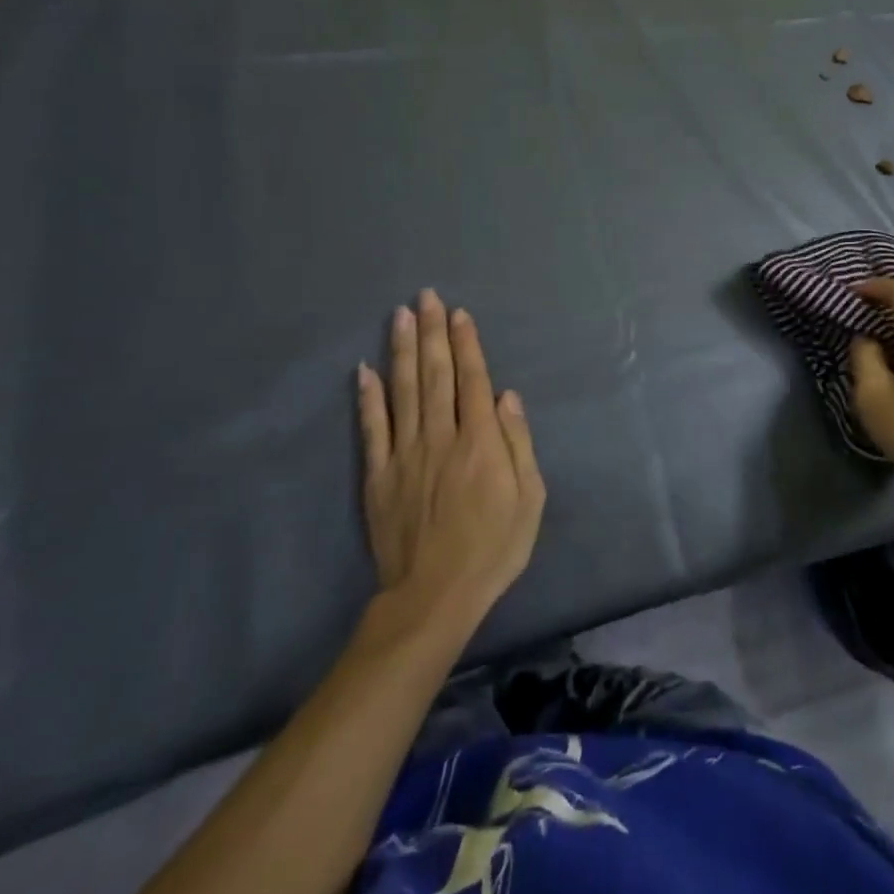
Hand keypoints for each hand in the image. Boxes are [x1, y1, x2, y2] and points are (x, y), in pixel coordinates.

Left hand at [356, 289, 544, 619]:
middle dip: (433, 332)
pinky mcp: (378, 475)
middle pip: (435, 374)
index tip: (460, 314)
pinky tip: (364, 369)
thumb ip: (518, 444)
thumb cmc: (493, 547)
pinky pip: (372, 428)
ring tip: (400, 316)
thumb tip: (506, 396)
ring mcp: (404, 454)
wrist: (434, 596)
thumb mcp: (529, 499)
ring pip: (402, 390)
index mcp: (480, 441)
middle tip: (427, 297)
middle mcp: (441, 436)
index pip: (472, 380)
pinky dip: (368, 397)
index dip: (466, 344)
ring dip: (402, 349)